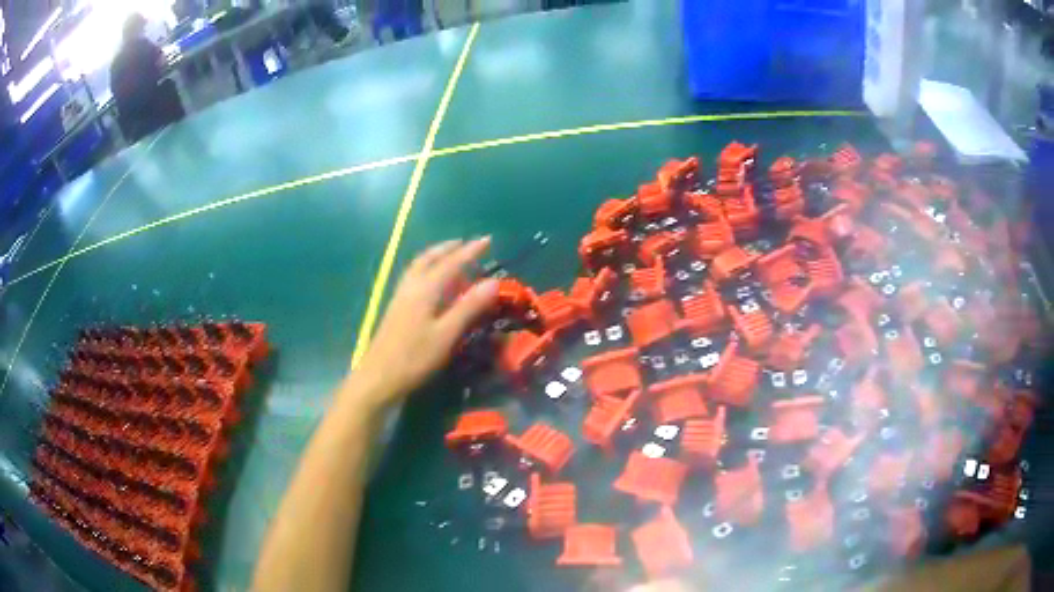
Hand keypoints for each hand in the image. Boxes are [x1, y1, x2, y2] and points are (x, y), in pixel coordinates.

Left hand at [351, 238, 498, 407]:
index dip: (470, 251)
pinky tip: (431, 282)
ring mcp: (400, 296)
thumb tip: (493, 281)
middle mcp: (411, 286)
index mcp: (425, 289)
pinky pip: (414, 277)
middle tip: (467, 244)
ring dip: (436, 256)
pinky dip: (427, 269)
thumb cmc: (415, 357)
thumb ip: (469, 307)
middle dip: (449, 248)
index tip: (487, 239)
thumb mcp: (447, 334)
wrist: (378, 376)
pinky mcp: (396, 307)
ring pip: (419, 266)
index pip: (452, 263)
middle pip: (430, 258)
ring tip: (450, 257)